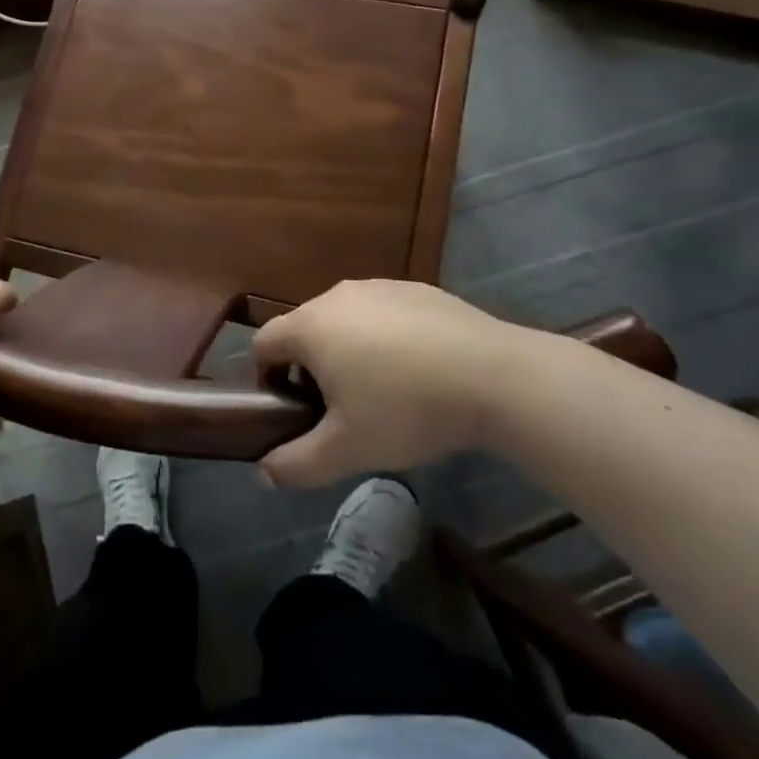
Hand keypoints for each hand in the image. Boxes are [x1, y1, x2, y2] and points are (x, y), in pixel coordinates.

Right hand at [253, 280, 552, 487]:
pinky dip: (385, 336)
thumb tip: (265, 472)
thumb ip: (297, 464)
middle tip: (337, 408)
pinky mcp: (416, 288)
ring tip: (381, 390)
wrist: (495, 376)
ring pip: (345, 319)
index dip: (267, 377)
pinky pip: (383, 312)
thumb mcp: (347, 450)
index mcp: (310, 327)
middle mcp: (336, 296)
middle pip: (304, 329)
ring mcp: (379, 286)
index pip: (263, 343)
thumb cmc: (407, 410)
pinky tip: (418, 369)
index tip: (291, 409)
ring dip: (347, 349)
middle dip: (309, 366)